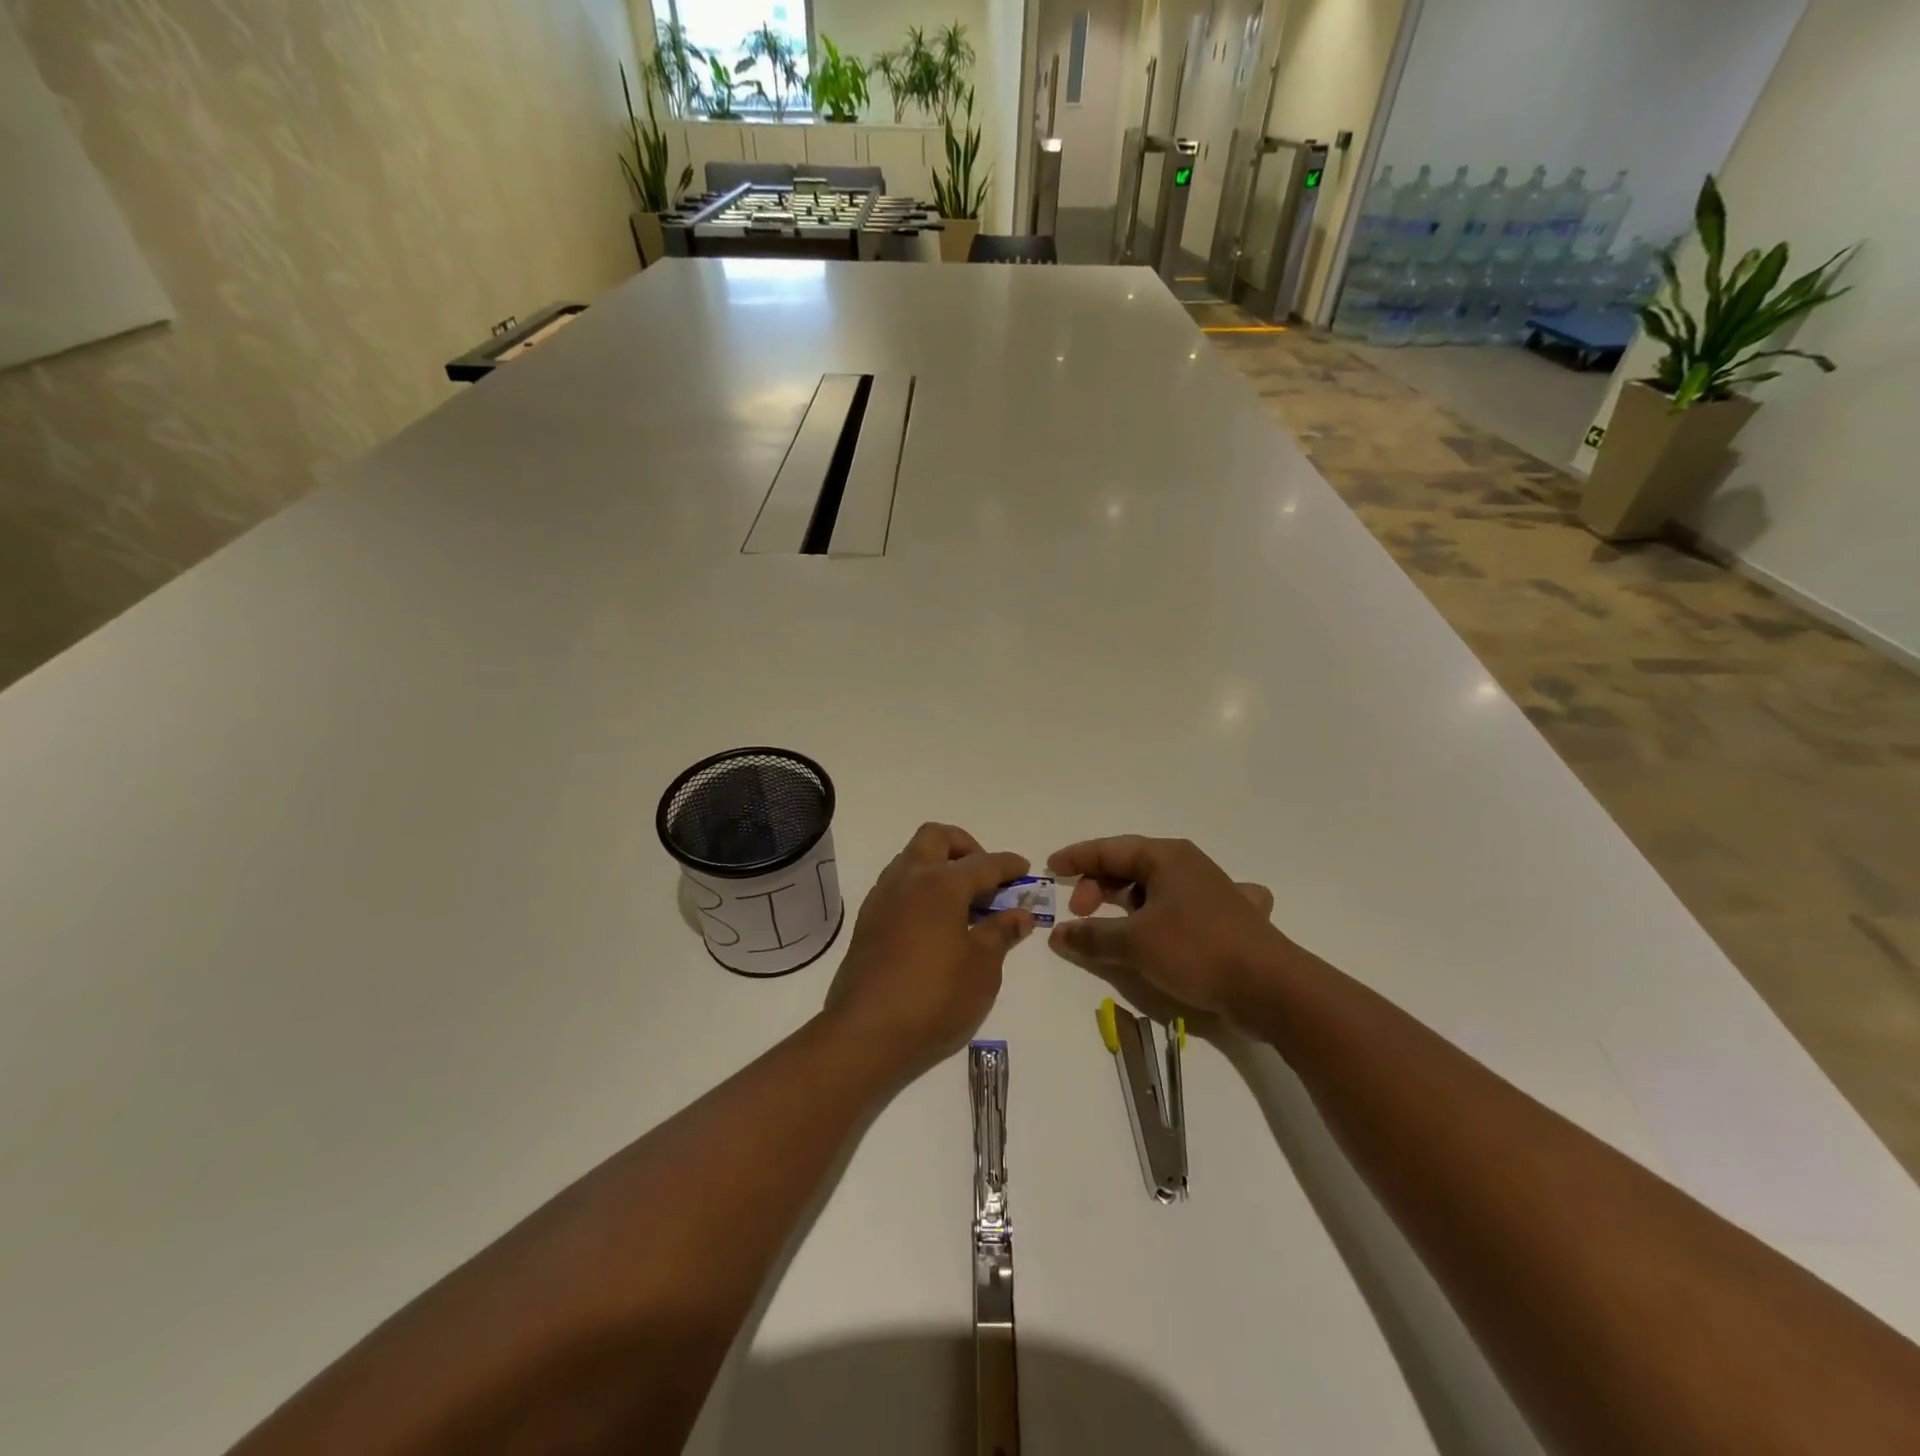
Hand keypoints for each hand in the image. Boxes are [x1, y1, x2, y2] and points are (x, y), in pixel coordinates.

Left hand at [825, 823, 1036, 1078]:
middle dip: (965, 847)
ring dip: (939, 865)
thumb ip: (1001, 933)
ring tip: (962, 900)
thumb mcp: (982, 968)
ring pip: (912, 857)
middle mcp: (907, 878)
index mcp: (940, 883)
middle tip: (985, 877)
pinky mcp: (867, 920)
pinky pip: (898, 884)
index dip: (1007, 865)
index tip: (1024, 868)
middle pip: (937, 838)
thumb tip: (1020, 914)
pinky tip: (935, 921)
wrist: (867, 1032)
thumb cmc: (935, 996)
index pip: (982, 863)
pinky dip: (920, 888)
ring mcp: (882, 897)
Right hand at [1046, 836, 1285, 1024]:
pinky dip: (1166, 917)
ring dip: (1127, 906)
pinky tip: (1172, 927)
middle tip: (1081, 916)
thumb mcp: (1134, 943)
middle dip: (1099, 888)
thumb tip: (1058, 935)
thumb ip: (1091, 936)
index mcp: (1166, 857)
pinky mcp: (1226, 920)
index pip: (1110, 848)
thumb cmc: (1196, 950)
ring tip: (1111, 930)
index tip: (1050, 869)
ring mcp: (1211, 892)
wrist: (1272, 987)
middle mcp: (1188, 866)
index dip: (1077, 858)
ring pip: (1155, 889)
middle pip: (1131, 867)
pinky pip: (1184, 909)